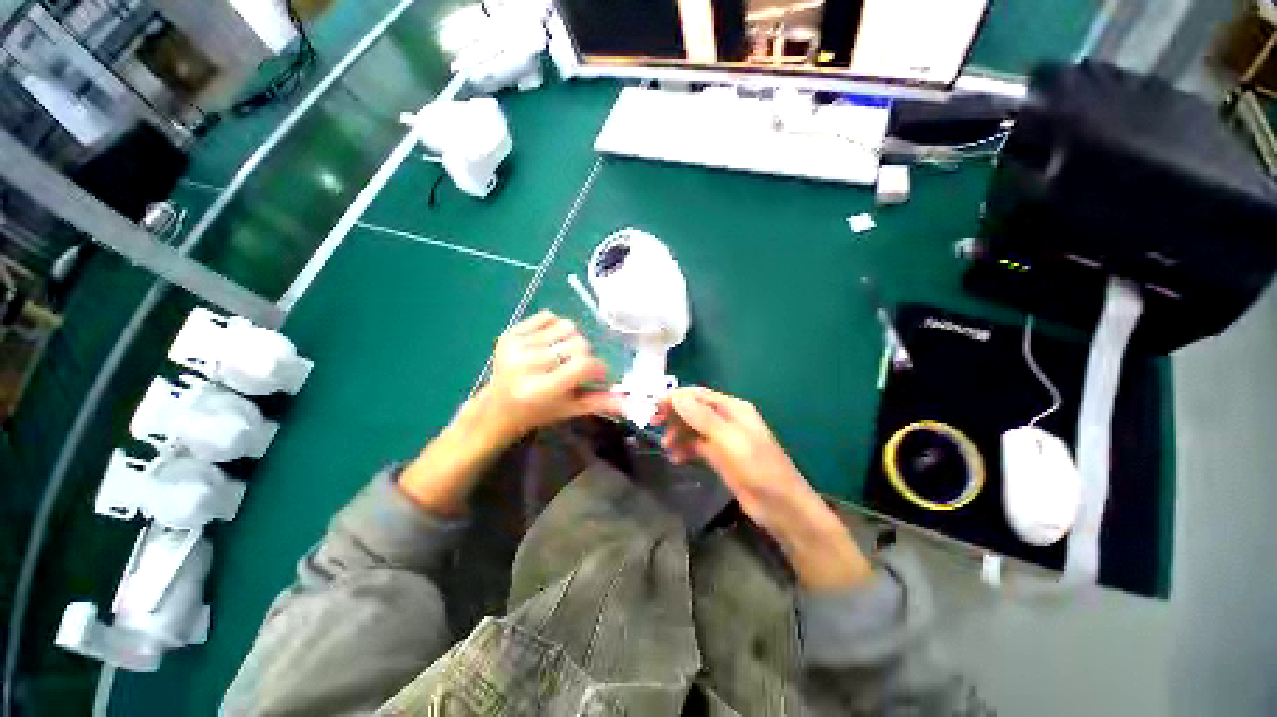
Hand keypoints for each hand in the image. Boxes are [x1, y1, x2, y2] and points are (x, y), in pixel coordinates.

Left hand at [478, 310, 621, 442]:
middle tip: (574, 368)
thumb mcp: (572, 409)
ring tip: (561, 356)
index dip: (597, 368)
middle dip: (584, 355)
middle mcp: (527, 365)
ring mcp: (516, 346)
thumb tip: (633, 402)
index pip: (584, 365)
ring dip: (572, 340)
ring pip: (567, 326)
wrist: (499, 406)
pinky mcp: (509, 333)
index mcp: (542, 389)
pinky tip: (547, 345)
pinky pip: (549, 316)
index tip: (596, 375)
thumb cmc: (540, 411)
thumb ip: (602, 402)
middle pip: (578, 343)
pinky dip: (555, 328)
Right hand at [654, 387, 871, 589]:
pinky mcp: (719, 457)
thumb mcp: (729, 440)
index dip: (676, 397)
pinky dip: (685, 449)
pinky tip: (676, 459)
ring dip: (678, 434)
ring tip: (666, 447)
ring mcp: (722, 439)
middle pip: (694, 410)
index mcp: (732, 408)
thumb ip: (702, 418)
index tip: (654, 405)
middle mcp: (726, 419)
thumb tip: (676, 396)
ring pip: (693, 428)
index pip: (699, 395)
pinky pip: (696, 446)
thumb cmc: (757, 468)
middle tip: (653, 424)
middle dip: (674, 415)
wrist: (780, 506)